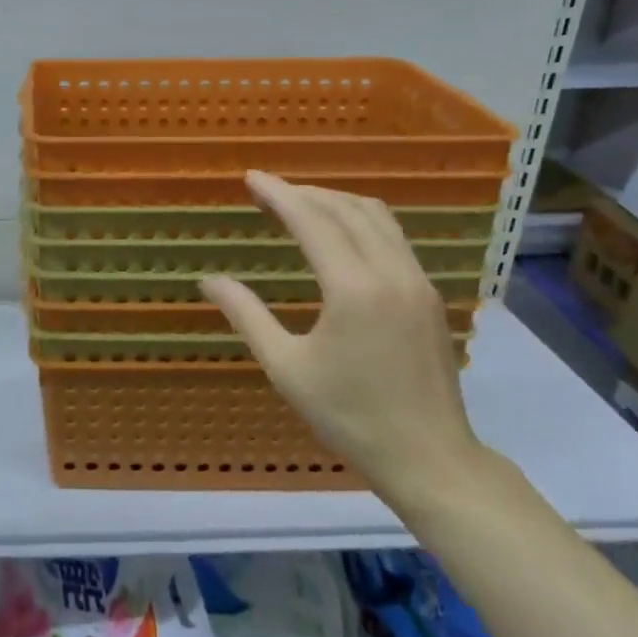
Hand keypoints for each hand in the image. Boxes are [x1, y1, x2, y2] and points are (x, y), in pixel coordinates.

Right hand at [199, 170, 484, 507]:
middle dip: (304, 192)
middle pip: (346, 209)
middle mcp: (391, 273)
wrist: (428, 458)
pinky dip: (360, 220)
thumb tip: (208, 280)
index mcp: (353, 289)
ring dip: (335, 201)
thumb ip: (246, 315)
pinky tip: (340, 234)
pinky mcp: (429, 295)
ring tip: (300, 204)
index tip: (251, 178)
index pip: (312, 221)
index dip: (279, 194)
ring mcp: (417, 281)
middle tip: (267, 191)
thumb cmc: (349, 416)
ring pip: (377, 217)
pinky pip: (393, 236)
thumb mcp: (286, 367)